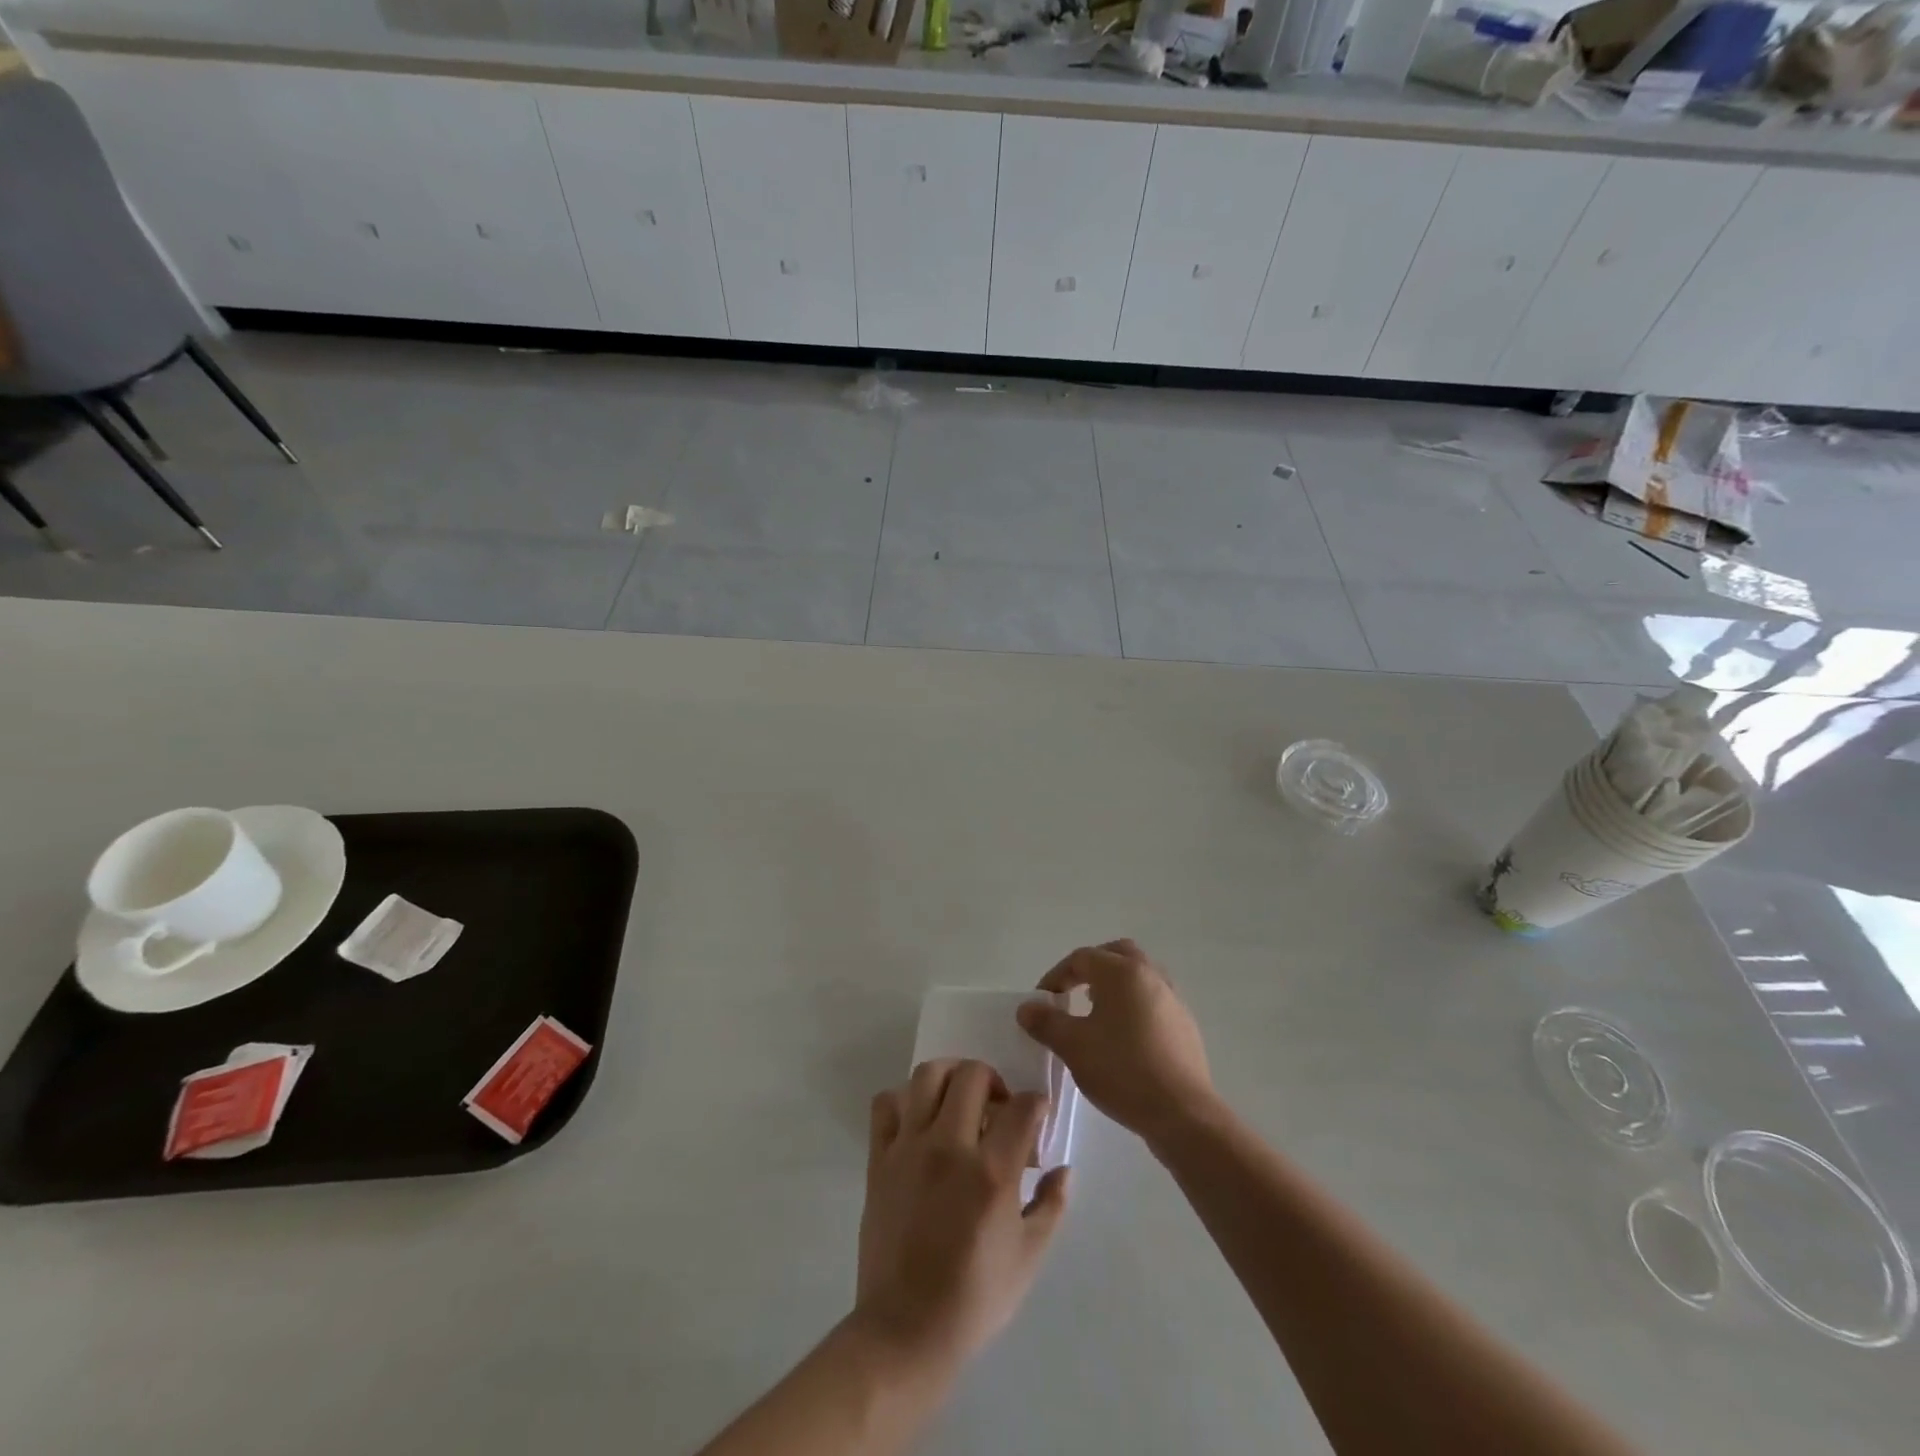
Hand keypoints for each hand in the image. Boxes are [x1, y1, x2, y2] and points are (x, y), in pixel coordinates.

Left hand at [855, 1059, 1068, 1367]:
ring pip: (927, 1075)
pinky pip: (885, 1105)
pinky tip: (919, 1122)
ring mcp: (909, 1148)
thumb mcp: (1028, 1258)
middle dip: (993, 1080)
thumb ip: (1051, 1206)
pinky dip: (903, 1100)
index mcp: (991, 1172)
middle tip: (997, 1107)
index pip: (1022, 1106)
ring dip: (950, 1077)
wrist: (905, 1330)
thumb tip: (1063, 1169)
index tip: (1036, 1116)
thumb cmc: (974, 1298)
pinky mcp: (879, 1159)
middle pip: (972, 1074)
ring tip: (959, 1101)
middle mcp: (949, 1147)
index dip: (1036, 1104)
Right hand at [1017, 939, 1215, 1148]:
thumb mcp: (1073, 1046)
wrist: (1183, 1113)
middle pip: (1116, 954)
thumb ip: (1046, 1022)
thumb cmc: (1122, 1070)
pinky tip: (1123, 1036)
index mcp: (1122, 972)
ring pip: (1139, 975)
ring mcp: (1172, 999)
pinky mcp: (1185, 1025)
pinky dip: (1134, 1004)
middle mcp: (1150, 975)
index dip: (1056, 975)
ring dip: (1115, 984)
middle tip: (1072, 991)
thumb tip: (1026, 1007)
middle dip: (1091, 967)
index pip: (1081, 958)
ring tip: (1096, 1012)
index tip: (1042, 1001)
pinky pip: (1154, 999)